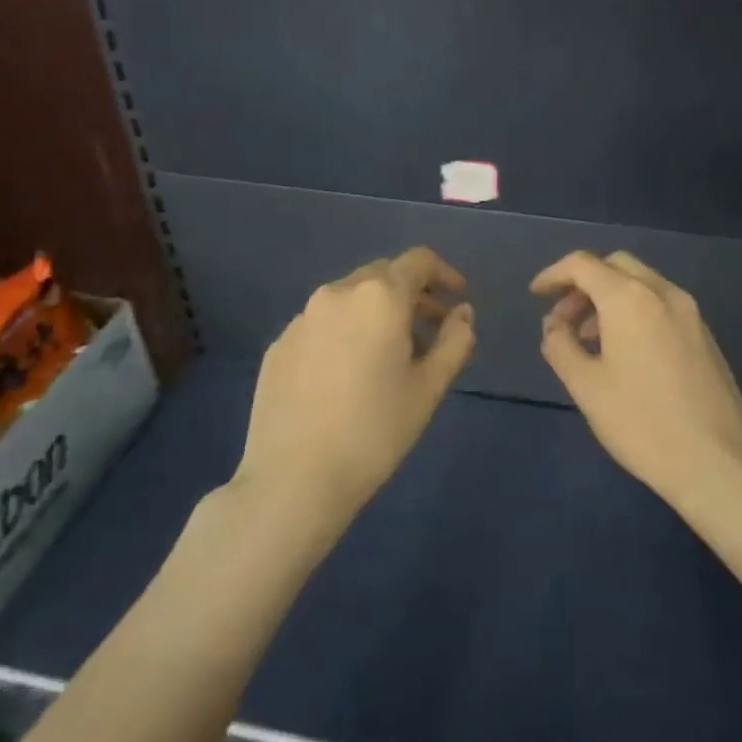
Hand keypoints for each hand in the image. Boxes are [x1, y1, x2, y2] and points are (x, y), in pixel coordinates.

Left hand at [236, 248, 474, 525]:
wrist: (294, 480)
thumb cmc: (375, 431)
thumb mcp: (429, 387)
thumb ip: (455, 341)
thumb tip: (461, 314)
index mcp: (379, 297)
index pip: (418, 261)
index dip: (444, 273)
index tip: (458, 298)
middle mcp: (337, 294)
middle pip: (383, 275)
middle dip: (412, 295)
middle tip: (431, 331)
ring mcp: (302, 319)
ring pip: (350, 299)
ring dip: (378, 313)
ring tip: (391, 355)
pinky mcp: (279, 345)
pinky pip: (322, 324)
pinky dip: (346, 333)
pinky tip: (348, 375)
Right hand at [532, 251, 741, 512]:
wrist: (715, 462)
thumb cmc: (640, 423)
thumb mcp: (586, 386)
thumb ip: (560, 346)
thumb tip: (555, 327)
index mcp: (630, 298)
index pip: (583, 265)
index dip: (554, 275)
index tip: (536, 296)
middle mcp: (663, 293)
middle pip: (615, 266)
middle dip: (584, 284)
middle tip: (564, 320)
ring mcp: (690, 312)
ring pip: (641, 284)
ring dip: (609, 299)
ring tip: (589, 341)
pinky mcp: (705, 335)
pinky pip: (662, 305)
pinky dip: (635, 311)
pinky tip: (625, 352)